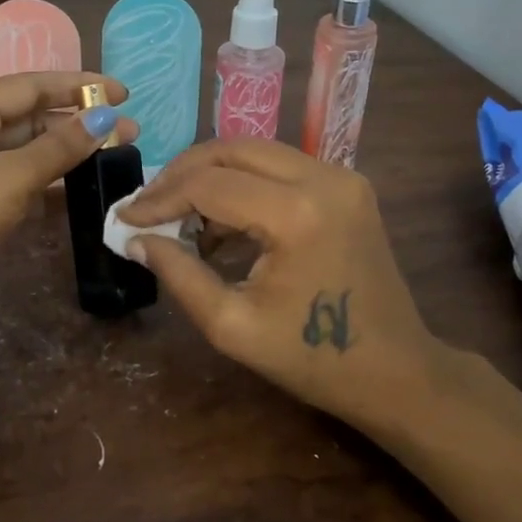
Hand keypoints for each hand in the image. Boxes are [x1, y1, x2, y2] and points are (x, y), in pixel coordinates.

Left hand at [0, 72, 135, 338]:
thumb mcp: (10, 178)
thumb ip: (59, 147)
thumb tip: (105, 119)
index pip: (32, 85)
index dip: (78, 86)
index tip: (123, 94)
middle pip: (32, 116)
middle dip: (80, 121)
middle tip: (130, 131)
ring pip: (29, 150)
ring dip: (69, 151)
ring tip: (117, 155)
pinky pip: (22, 181)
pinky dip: (52, 181)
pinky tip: (85, 186)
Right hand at [117, 139, 436, 425]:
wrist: (398, 371)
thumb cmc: (314, 359)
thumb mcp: (233, 326)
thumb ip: (179, 274)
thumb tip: (136, 238)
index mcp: (296, 214)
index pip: (209, 185)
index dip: (159, 199)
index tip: (124, 218)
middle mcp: (322, 178)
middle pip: (231, 150)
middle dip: (181, 174)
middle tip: (147, 206)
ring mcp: (341, 177)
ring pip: (255, 152)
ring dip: (211, 176)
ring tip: (178, 218)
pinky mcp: (347, 185)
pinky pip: (280, 168)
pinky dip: (243, 185)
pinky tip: (221, 223)